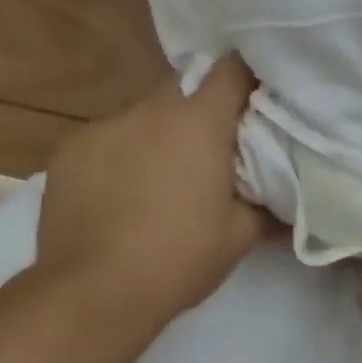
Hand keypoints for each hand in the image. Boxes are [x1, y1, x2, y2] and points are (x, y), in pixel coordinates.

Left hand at [28, 55, 276, 333]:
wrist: (92, 294)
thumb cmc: (178, 258)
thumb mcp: (238, 237)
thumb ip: (268, 207)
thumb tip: (291, 202)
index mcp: (199, 121)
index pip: (232, 68)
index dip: (247, 78)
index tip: (255, 100)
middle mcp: (151, 109)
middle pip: (185, 88)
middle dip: (201, 110)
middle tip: (211, 149)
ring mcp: (106, 126)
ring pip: (144, 116)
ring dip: (158, 135)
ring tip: (159, 179)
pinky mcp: (70, 148)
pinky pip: (108, 139)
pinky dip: (120, 155)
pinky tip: (117, 195)